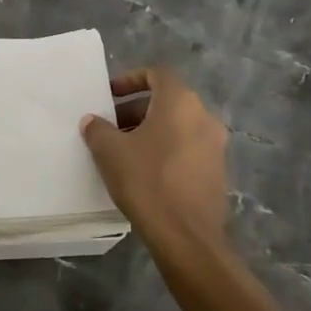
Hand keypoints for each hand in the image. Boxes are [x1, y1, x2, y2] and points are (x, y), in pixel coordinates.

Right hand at [80, 66, 228, 249]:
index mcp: (180, 102)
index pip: (157, 74)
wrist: (186, 237)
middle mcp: (204, 116)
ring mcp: (215, 145)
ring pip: (178, 126)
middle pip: (167, 100)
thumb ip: (98, 129)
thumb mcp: (110, 151)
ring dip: (150, 131)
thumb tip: (93, 122)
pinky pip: (188, 148)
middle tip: (110, 127)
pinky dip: (166, 149)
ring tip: (123, 151)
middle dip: (135, 110)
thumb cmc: (147, 181)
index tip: (109, 96)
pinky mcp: (217, 171)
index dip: (130, 79)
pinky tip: (145, 172)